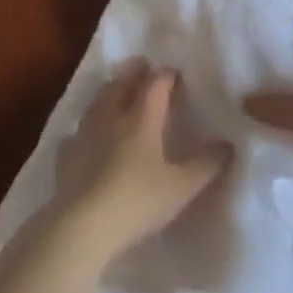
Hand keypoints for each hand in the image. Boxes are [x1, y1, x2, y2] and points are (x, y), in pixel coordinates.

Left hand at [44, 60, 230, 265]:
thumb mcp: (183, 186)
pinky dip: (83, 128)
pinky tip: (83, 136)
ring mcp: (84, 137)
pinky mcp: (65, 158)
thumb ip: (207, 164)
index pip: (155, 86)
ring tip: (114, 89)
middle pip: (120, 86)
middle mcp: (111, 119)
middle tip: (141, 65)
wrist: (83, 227)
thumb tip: (227, 144)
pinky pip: (75, 135)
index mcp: (141, 120)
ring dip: (107, 92)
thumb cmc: (138, 201)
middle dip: (133, 73)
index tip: (175, 73)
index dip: (166, 76)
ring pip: (95, 104)